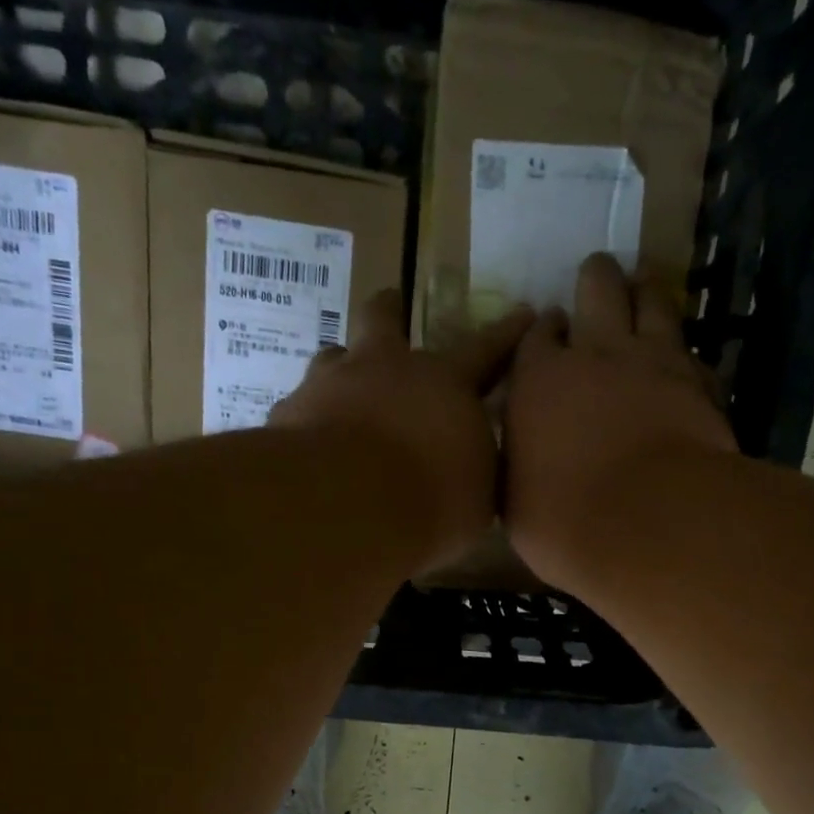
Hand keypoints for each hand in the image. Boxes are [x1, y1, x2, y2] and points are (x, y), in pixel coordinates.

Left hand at [272, 289, 532, 571]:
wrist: (346, 507)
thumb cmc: (430, 500)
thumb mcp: (478, 498)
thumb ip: (476, 472)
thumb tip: (472, 468)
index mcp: (444, 383)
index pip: (486, 350)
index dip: (507, 334)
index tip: (524, 313)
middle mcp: (384, 368)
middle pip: (385, 319)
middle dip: (392, 310)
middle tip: (392, 306)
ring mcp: (329, 384)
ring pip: (333, 357)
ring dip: (342, 369)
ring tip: (342, 389)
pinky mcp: (289, 413)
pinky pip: (301, 408)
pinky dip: (310, 421)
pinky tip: (311, 447)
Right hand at [503, 254, 737, 585]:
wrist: (648, 522)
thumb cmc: (563, 521)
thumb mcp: (515, 501)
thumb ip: (519, 465)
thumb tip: (523, 459)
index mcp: (539, 380)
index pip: (537, 337)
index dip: (544, 329)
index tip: (550, 326)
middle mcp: (595, 354)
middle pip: (598, 290)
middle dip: (596, 279)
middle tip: (598, 275)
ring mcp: (654, 361)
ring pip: (653, 301)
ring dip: (646, 291)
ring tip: (644, 287)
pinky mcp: (700, 383)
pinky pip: (692, 353)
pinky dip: (684, 355)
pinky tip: (684, 364)